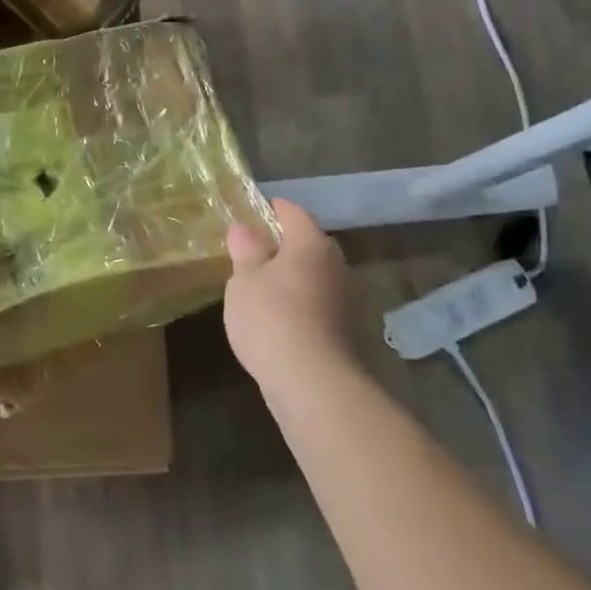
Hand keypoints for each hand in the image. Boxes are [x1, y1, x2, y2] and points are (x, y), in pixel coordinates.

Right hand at [224, 199, 355, 384]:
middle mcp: (336, 265)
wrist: (312, 381)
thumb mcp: (244, 280)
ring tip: (262, 287)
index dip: (273, 208)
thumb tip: (245, 227)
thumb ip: (246, 250)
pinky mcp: (345, 329)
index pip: (293, 213)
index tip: (255, 210)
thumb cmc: (271, 319)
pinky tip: (279, 318)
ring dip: (293, 277)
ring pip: (315, 276)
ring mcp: (345, 299)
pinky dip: (300, 303)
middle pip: (309, 244)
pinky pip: (317, 303)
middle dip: (284, 245)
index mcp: (311, 245)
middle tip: (254, 251)